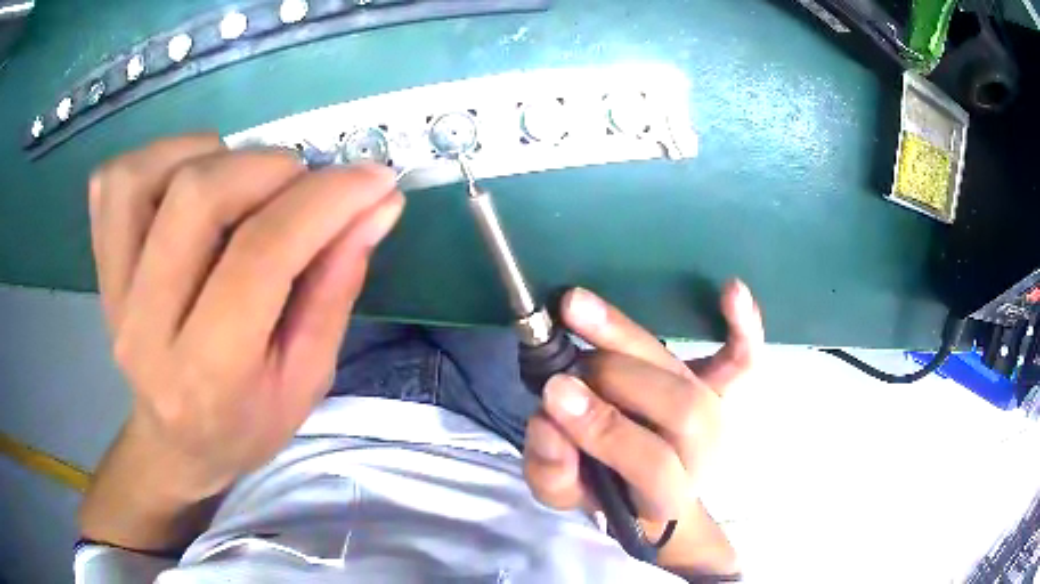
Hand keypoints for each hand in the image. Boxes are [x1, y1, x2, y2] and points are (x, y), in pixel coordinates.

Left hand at [81, 134, 403, 548]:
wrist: (173, 444)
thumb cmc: (245, 424)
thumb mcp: (307, 378)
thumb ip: (336, 287)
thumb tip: (377, 205)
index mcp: (206, 375)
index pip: (259, 257)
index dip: (324, 202)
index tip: (373, 180)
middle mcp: (144, 327)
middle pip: (196, 197)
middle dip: (268, 169)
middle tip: (302, 186)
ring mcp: (111, 291)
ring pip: (145, 175)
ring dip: (210, 156)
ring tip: (242, 183)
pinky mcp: (99, 264)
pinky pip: (115, 182)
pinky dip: (160, 159)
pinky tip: (189, 182)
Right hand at [523, 281, 762, 572]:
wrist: (647, 489)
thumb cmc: (605, 491)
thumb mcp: (565, 494)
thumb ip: (551, 471)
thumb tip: (546, 421)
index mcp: (667, 494)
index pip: (652, 464)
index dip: (606, 430)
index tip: (554, 393)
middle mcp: (703, 454)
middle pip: (680, 408)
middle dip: (617, 377)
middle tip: (563, 360)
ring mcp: (718, 416)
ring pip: (692, 376)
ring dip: (631, 337)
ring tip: (576, 307)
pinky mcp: (723, 388)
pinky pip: (742, 358)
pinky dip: (742, 325)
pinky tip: (731, 290)